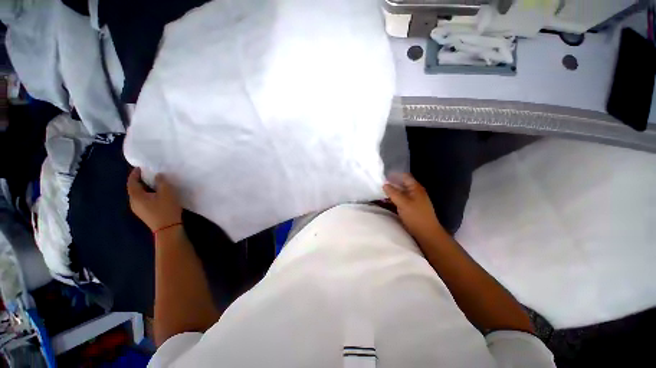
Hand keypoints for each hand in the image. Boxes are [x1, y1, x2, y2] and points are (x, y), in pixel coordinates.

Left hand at [127, 168, 182, 231]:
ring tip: (154, 183)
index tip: (141, 167)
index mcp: (136, 196)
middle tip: (149, 174)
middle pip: (134, 188)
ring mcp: (138, 209)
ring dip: (145, 188)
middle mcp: (133, 202)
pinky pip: (143, 200)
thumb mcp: (167, 193)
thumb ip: (161, 182)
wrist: (168, 229)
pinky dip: (147, 194)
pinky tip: (156, 194)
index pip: (132, 182)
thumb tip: (157, 176)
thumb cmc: (166, 209)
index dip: (135, 174)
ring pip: (139, 195)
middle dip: (140, 180)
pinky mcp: (145, 213)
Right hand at [383, 174, 444, 241]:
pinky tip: (388, 200)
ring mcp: (414, 200)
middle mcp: (415, 192)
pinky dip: (395, 198)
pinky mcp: (411, 207)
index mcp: (415, 188)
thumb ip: (393, 193)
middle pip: (402, 184)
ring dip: (392, 191)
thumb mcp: (402, 203)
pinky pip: (401, 199)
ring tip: (382, 192)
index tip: (384, 176)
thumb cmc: (415, 216)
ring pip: (401, 192)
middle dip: (392, 183)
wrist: (426, 232)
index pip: (405, 176)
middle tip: (380, 184)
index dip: (395, 175)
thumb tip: (384, 184)